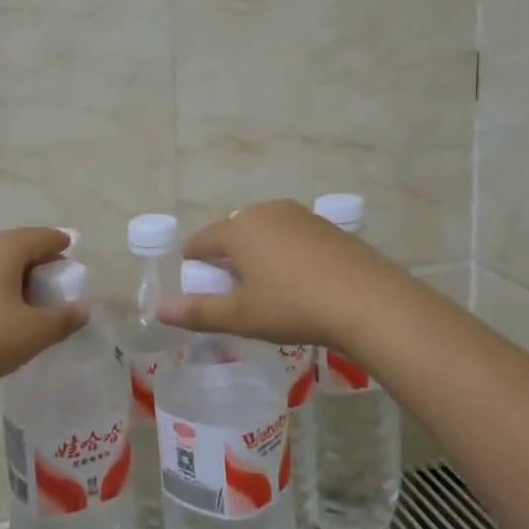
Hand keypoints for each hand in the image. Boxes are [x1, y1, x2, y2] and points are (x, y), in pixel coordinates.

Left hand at [0, 227, 87, 399]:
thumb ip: (64, 319)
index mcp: (4, 247)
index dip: (61, 245)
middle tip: (54, 287)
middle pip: (17, 246)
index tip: (72, 256)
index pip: (42, 236)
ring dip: (15, 276)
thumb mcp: (34, 332)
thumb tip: (83, 309)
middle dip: (39, 263)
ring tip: (28, 304)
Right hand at [157, 200, 395, 349]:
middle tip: (234, 293)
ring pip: (264, 233)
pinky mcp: (327, 226)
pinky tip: (300, 282)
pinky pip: (292, 237)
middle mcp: (265, 212)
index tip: (197, 287)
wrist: (368, 300)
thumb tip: (160, 311)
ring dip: (258, 255)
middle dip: (228, 259)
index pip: (201, 241)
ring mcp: (299, 215)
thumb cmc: (293, 306)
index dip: (194, 263)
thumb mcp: (242, 316)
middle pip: (233, 234)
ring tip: (267, 289)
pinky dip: (286, 254)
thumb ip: (199, 312)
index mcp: (238, 229)